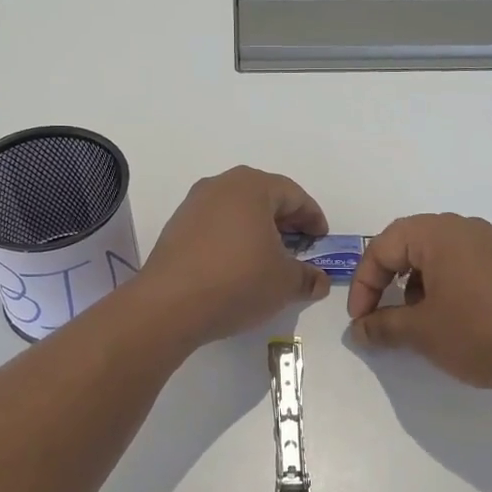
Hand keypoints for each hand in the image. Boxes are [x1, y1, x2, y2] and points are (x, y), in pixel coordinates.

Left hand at [138, 167, 331, 345]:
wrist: (169, 305)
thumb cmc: (238, 281)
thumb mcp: (285, 282)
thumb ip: (308, 277)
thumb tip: (319, 280)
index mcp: (252, 187)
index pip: (294, 195)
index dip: (313, 218)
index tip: (322, 240)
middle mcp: (221, 185)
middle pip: (264, 197)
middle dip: (286, 221)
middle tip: (300, 247)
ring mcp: (194, 205)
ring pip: (237, 210)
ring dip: (258, 230)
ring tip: (270, 259)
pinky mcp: (176, 227)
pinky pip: (215, 226)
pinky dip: (233, 239)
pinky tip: (239, 266)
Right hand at [346, 214, 491, 395]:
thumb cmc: (482, 332)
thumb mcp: (423, 332)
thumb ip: (384, 326)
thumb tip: (359, 329)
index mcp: (438, 234)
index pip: (382, 247)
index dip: (363, 284)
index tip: (360, 321)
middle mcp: (463, 229)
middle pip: (407, 244)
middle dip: (386, 279)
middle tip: (379, 312)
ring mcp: (489, 245)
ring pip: (434, 256)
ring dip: (413, 285)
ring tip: (414, 320)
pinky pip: (459, 266)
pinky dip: (441, 287)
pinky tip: (448, 319)